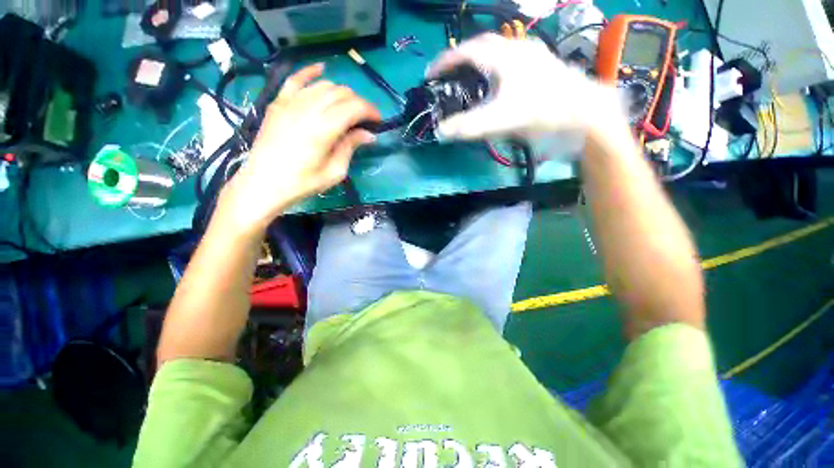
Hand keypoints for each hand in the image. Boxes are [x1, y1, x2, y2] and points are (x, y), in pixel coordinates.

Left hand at [221, 64, 379, 231]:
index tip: (378, 121)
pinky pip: (295, 79)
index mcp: (324, 129)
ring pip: (323, 85)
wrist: (264, 183)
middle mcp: (308, 109)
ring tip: (347, 107)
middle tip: (364, 119)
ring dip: (341, 93)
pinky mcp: (278, 103)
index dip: (370, 110)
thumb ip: (350, 147)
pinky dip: (309, 72)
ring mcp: (290, 103)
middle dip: (358, 103)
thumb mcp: (335, 171)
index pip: (354, 107)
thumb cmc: (303, 182)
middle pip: (341, 93)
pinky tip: (321, 68)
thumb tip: (369, 135)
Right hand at [427, 34, 623, 140]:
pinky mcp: (542, 65)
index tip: (430, 74)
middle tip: (449, 74)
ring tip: (469, 76)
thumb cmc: (541, 111)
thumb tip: (441, 132)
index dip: (445, 61)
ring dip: (479, 60)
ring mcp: (532, 55)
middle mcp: (517, 49)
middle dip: (461, 57)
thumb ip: (468, 127)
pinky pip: (511, 58)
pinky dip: (496, 66)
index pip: (466, 51)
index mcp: (503, 58)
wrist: (584, 112)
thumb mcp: (500, 120)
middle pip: (482, 45)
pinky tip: (497, 80)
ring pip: (498, 49)